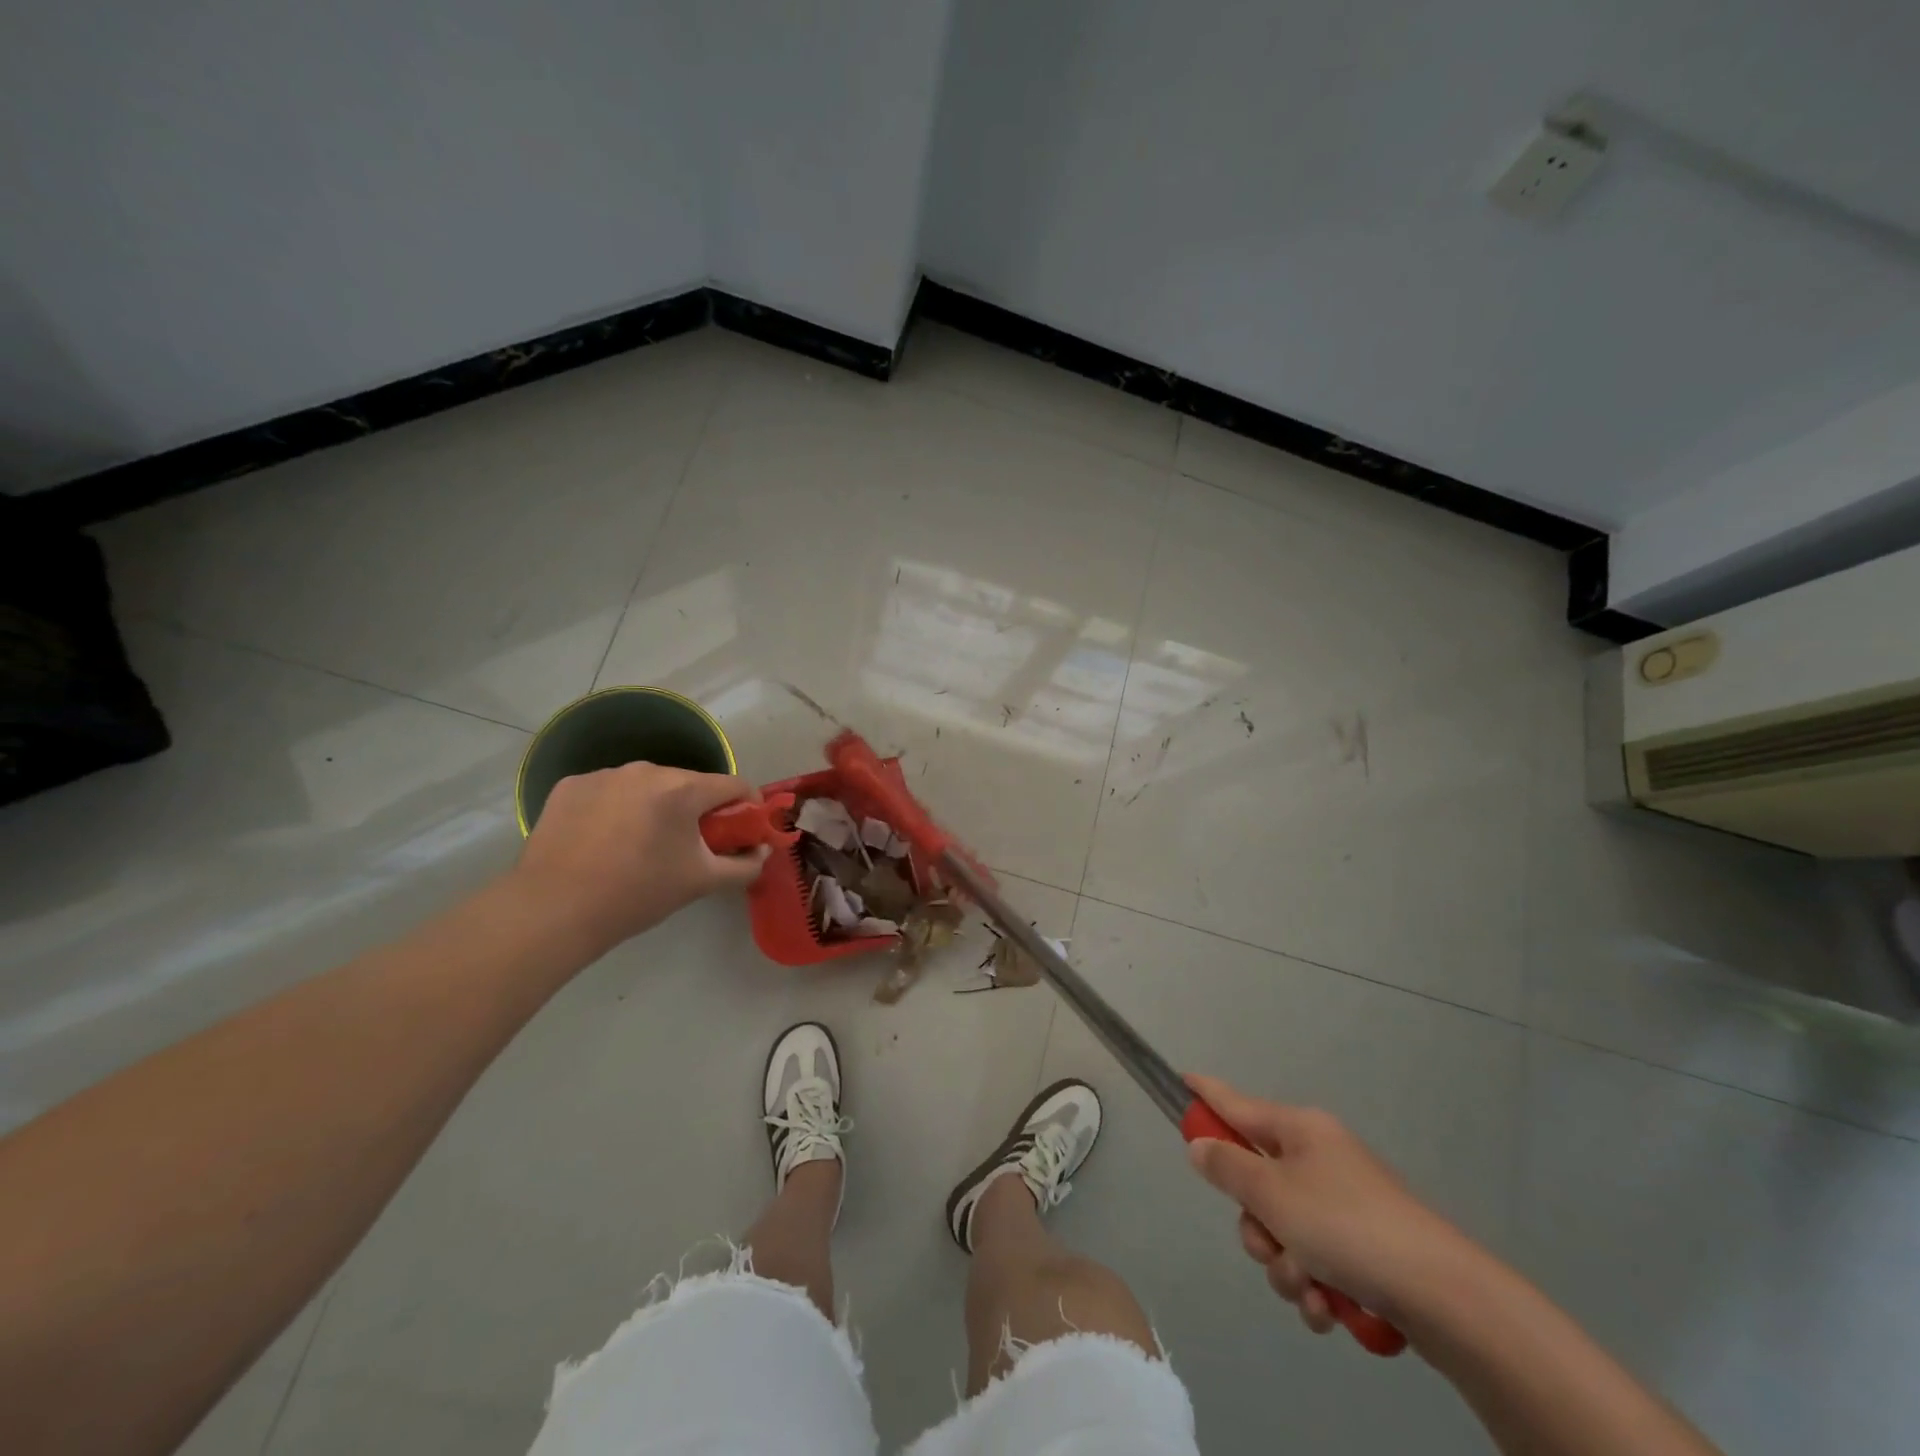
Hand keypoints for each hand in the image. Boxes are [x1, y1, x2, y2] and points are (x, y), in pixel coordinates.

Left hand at [511, 764, 767, 956]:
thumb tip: (761, 852)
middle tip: (692, 845)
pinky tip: (604, 840)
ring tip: (642, 844)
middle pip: (688, 783)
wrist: (552, 910)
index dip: (748, 805)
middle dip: (698, 809)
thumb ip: (743, 866)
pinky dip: (617, 809)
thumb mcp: (701, 883)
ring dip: (656, 807)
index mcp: (682, 789)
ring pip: (646, 786)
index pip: (733, 785)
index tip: (746, 828)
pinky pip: (609, 791)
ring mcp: (603, 774)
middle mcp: (645, 770)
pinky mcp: (570, 786)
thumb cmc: (637, 894)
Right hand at [1185, 1075, 1470, 1335]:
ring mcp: (1344, 1204)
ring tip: (1311, 1291)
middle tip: (1269, 1247)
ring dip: (1286, 1268)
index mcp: (1299, 1131)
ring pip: (1283, 1231)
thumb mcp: (1273, 1195)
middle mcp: (1319, 1159)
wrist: (1443, 1296)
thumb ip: (1228, 1168)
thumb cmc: (1347, 1227)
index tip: (1182, 1079)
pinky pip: (1315, 1262)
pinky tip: (1330, 1310)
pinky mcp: (1364, 1249)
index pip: (1237, 1103)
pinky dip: (1315, 1288)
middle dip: (1256, 1227)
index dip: (1207, 1094)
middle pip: (1256, 1183)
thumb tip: (1200, 1145)